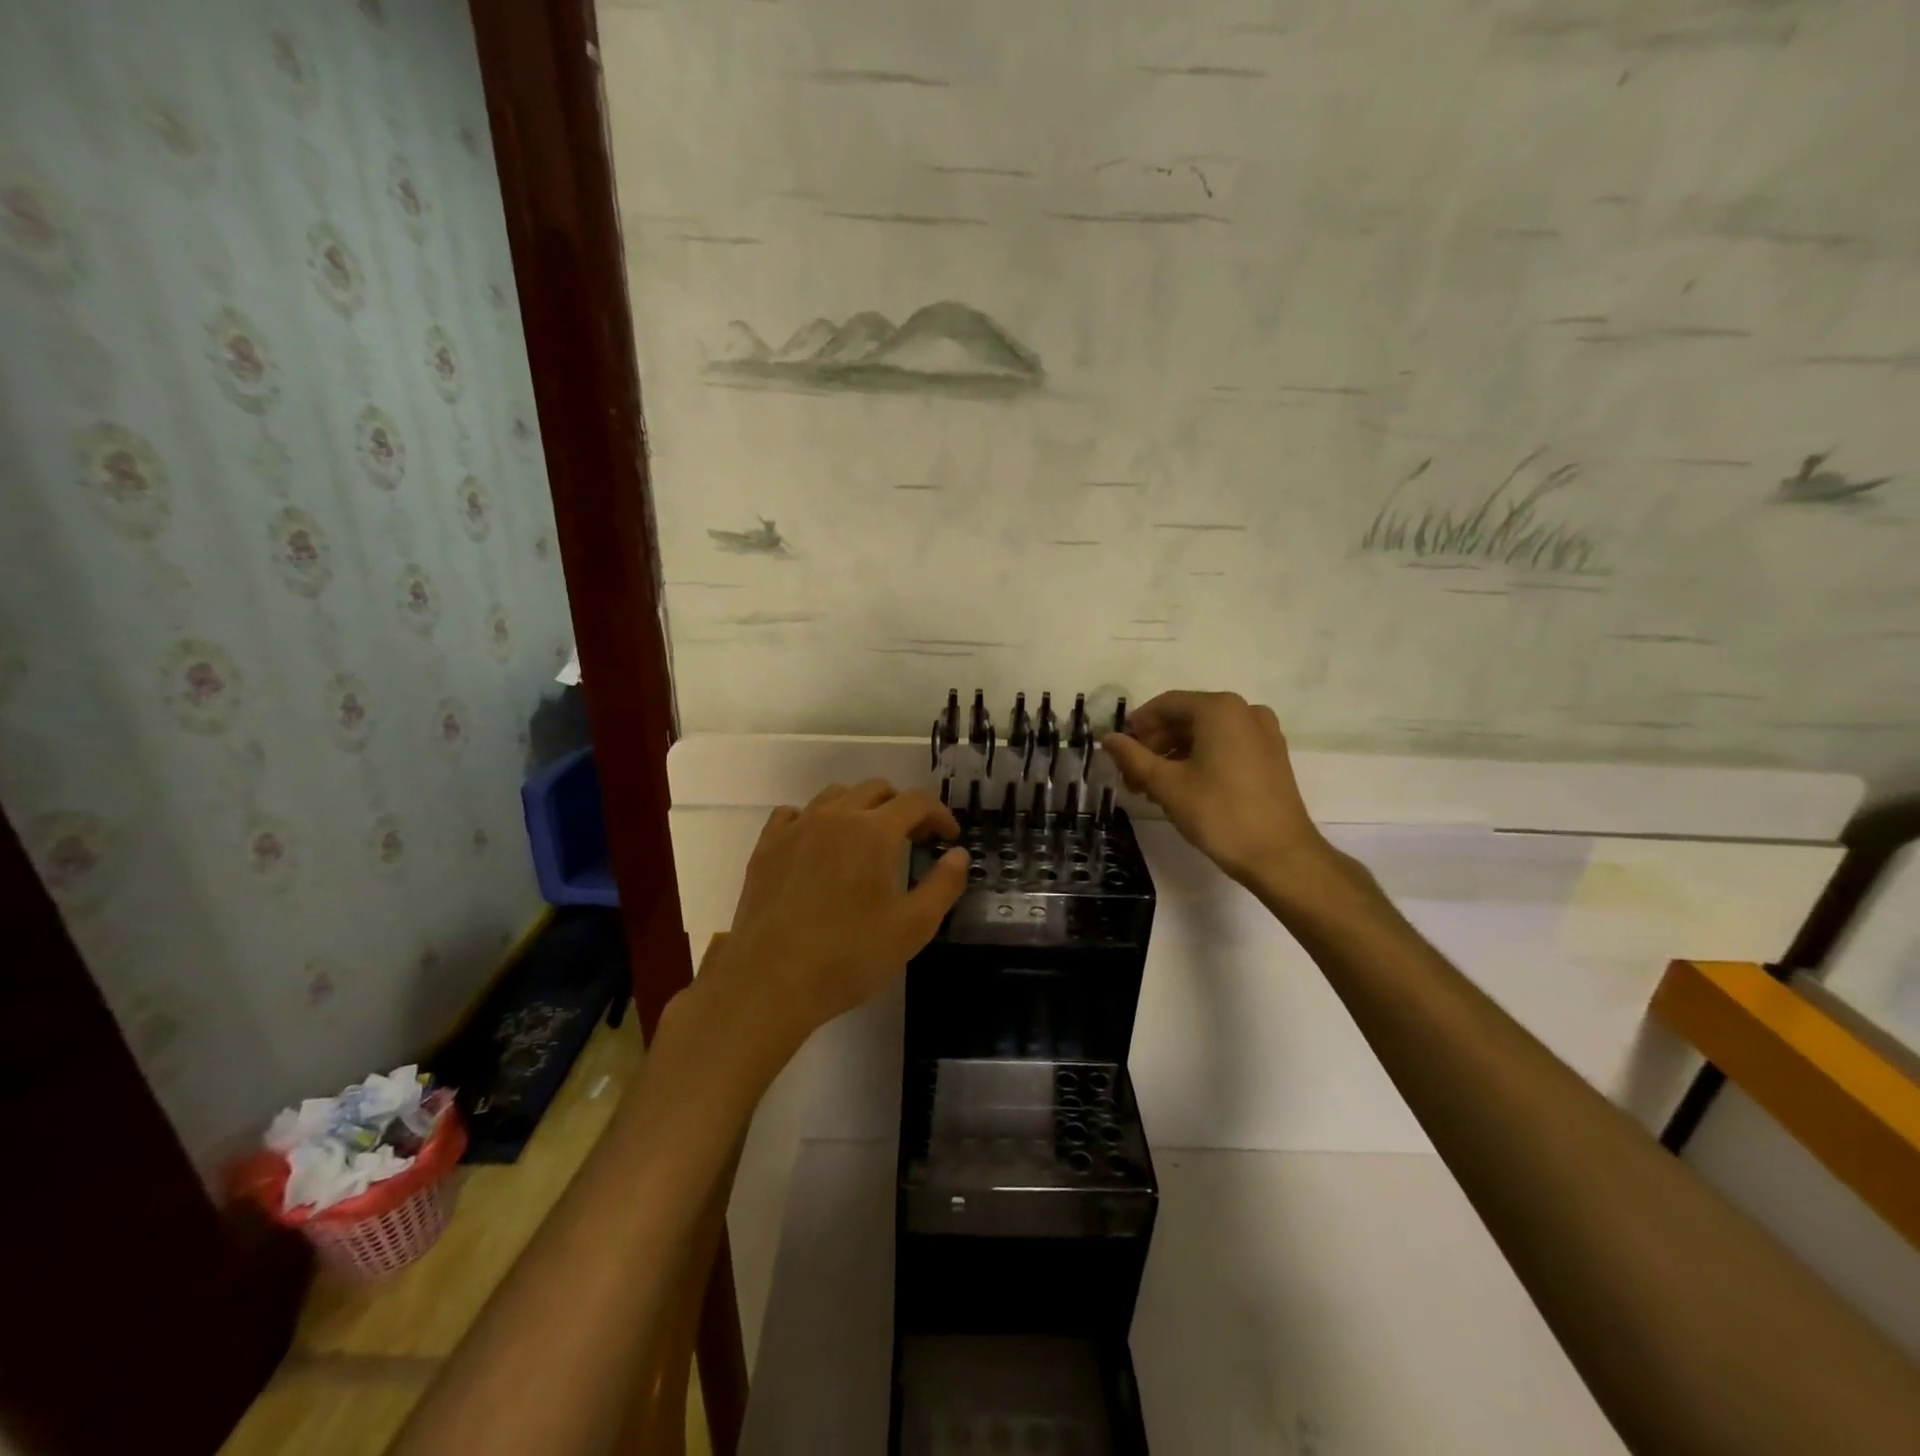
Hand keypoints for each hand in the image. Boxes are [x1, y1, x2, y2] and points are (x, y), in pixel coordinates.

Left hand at [702, 779, 968, 1058]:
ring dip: (861, 808)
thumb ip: (943, 885)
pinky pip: (795, 813)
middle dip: (902, 808)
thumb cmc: (848, 957)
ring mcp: (796, 828)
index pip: (916, 801)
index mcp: (874, 832)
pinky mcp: (767, 846)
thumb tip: (959, 854)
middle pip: (876, 789)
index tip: (948, 837)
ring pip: (836, 795)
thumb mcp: (912, 928)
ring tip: (868, 841)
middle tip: (914, 840)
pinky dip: (816, 819)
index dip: (939, 814)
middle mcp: (835, 817)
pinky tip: (819, 846)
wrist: (770, 982)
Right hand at [1103, 691, 1331, 886]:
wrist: (1281, 856)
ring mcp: (1263, 733)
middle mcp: (1244, 711)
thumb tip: (1107, 738)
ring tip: (1152, 788)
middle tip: (1132, 776)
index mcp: (1219, 709)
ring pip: (1205, 734)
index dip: (1137, 726)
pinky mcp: (1271, 756)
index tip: (1118, 751)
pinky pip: (1226, 746)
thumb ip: (1133, 757)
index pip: (1165, 704)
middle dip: (1154, 745)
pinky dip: (1200, 760)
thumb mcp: (1166, 785)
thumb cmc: (1220, 814)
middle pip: (1186, 718)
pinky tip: (1183, 789)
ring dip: (1174, 755)